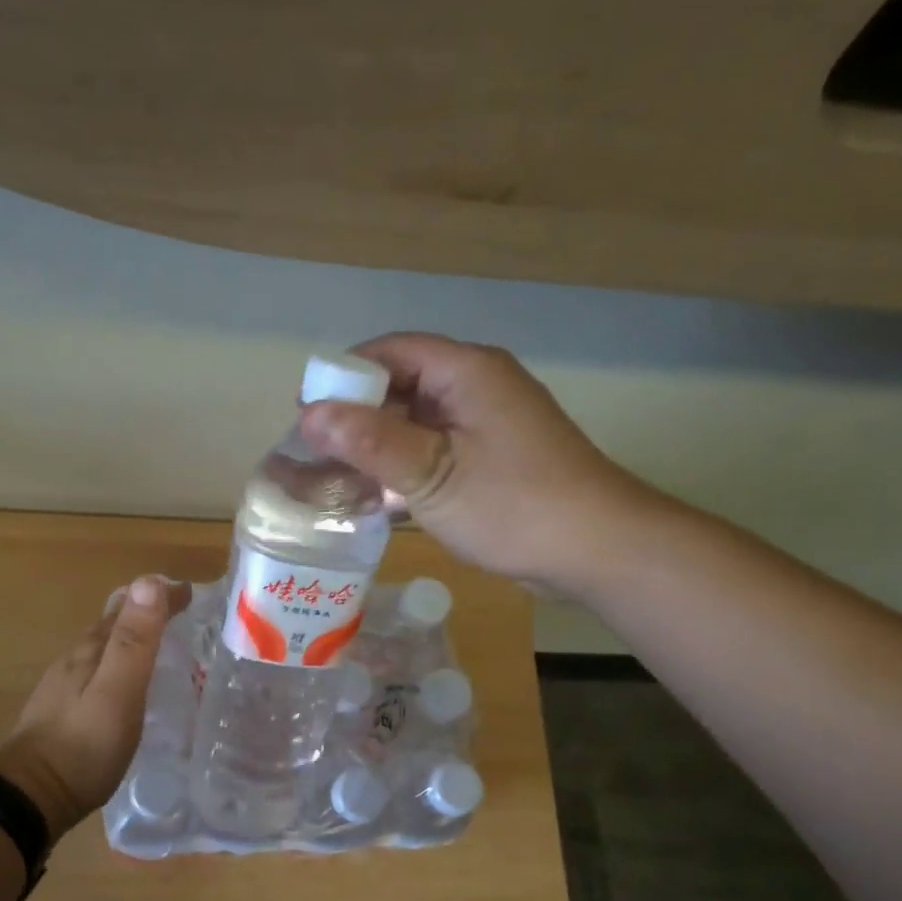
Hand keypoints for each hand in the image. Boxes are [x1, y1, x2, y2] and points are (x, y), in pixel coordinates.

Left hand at [0, 576, 190, 843]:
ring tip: (161, 646)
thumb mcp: (118, 691)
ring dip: (132, 637)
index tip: (191, 591)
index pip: (128, 605)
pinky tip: (128, 686)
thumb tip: (149, 581)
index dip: (160, 595)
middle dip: (146, 610)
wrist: (31, 796)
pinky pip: (98, 673)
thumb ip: (133, 641)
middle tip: (181, 614)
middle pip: (112, 622)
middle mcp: (75, 659)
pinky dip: (120, 665)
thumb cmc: (83, 745)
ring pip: (103, 648)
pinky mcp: (63, 711)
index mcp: (91, 649)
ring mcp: (65, 686)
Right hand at [299, 332, 654, 594]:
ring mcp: (485, 425)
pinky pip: (434, 451)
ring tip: (332, 479)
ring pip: (415, 423)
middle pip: (401, 386)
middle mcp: (476, 387)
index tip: (305, 413)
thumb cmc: (513, 505)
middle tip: (311, 455)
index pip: (391, 351)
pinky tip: (373, 498)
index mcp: (466, 372)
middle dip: (354, 417)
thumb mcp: (432, 474)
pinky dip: (402, 468)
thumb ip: (371, 442)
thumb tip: (310, 413)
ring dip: (375, 447)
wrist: (596, 548)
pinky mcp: (490, 460)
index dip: (343, 376)